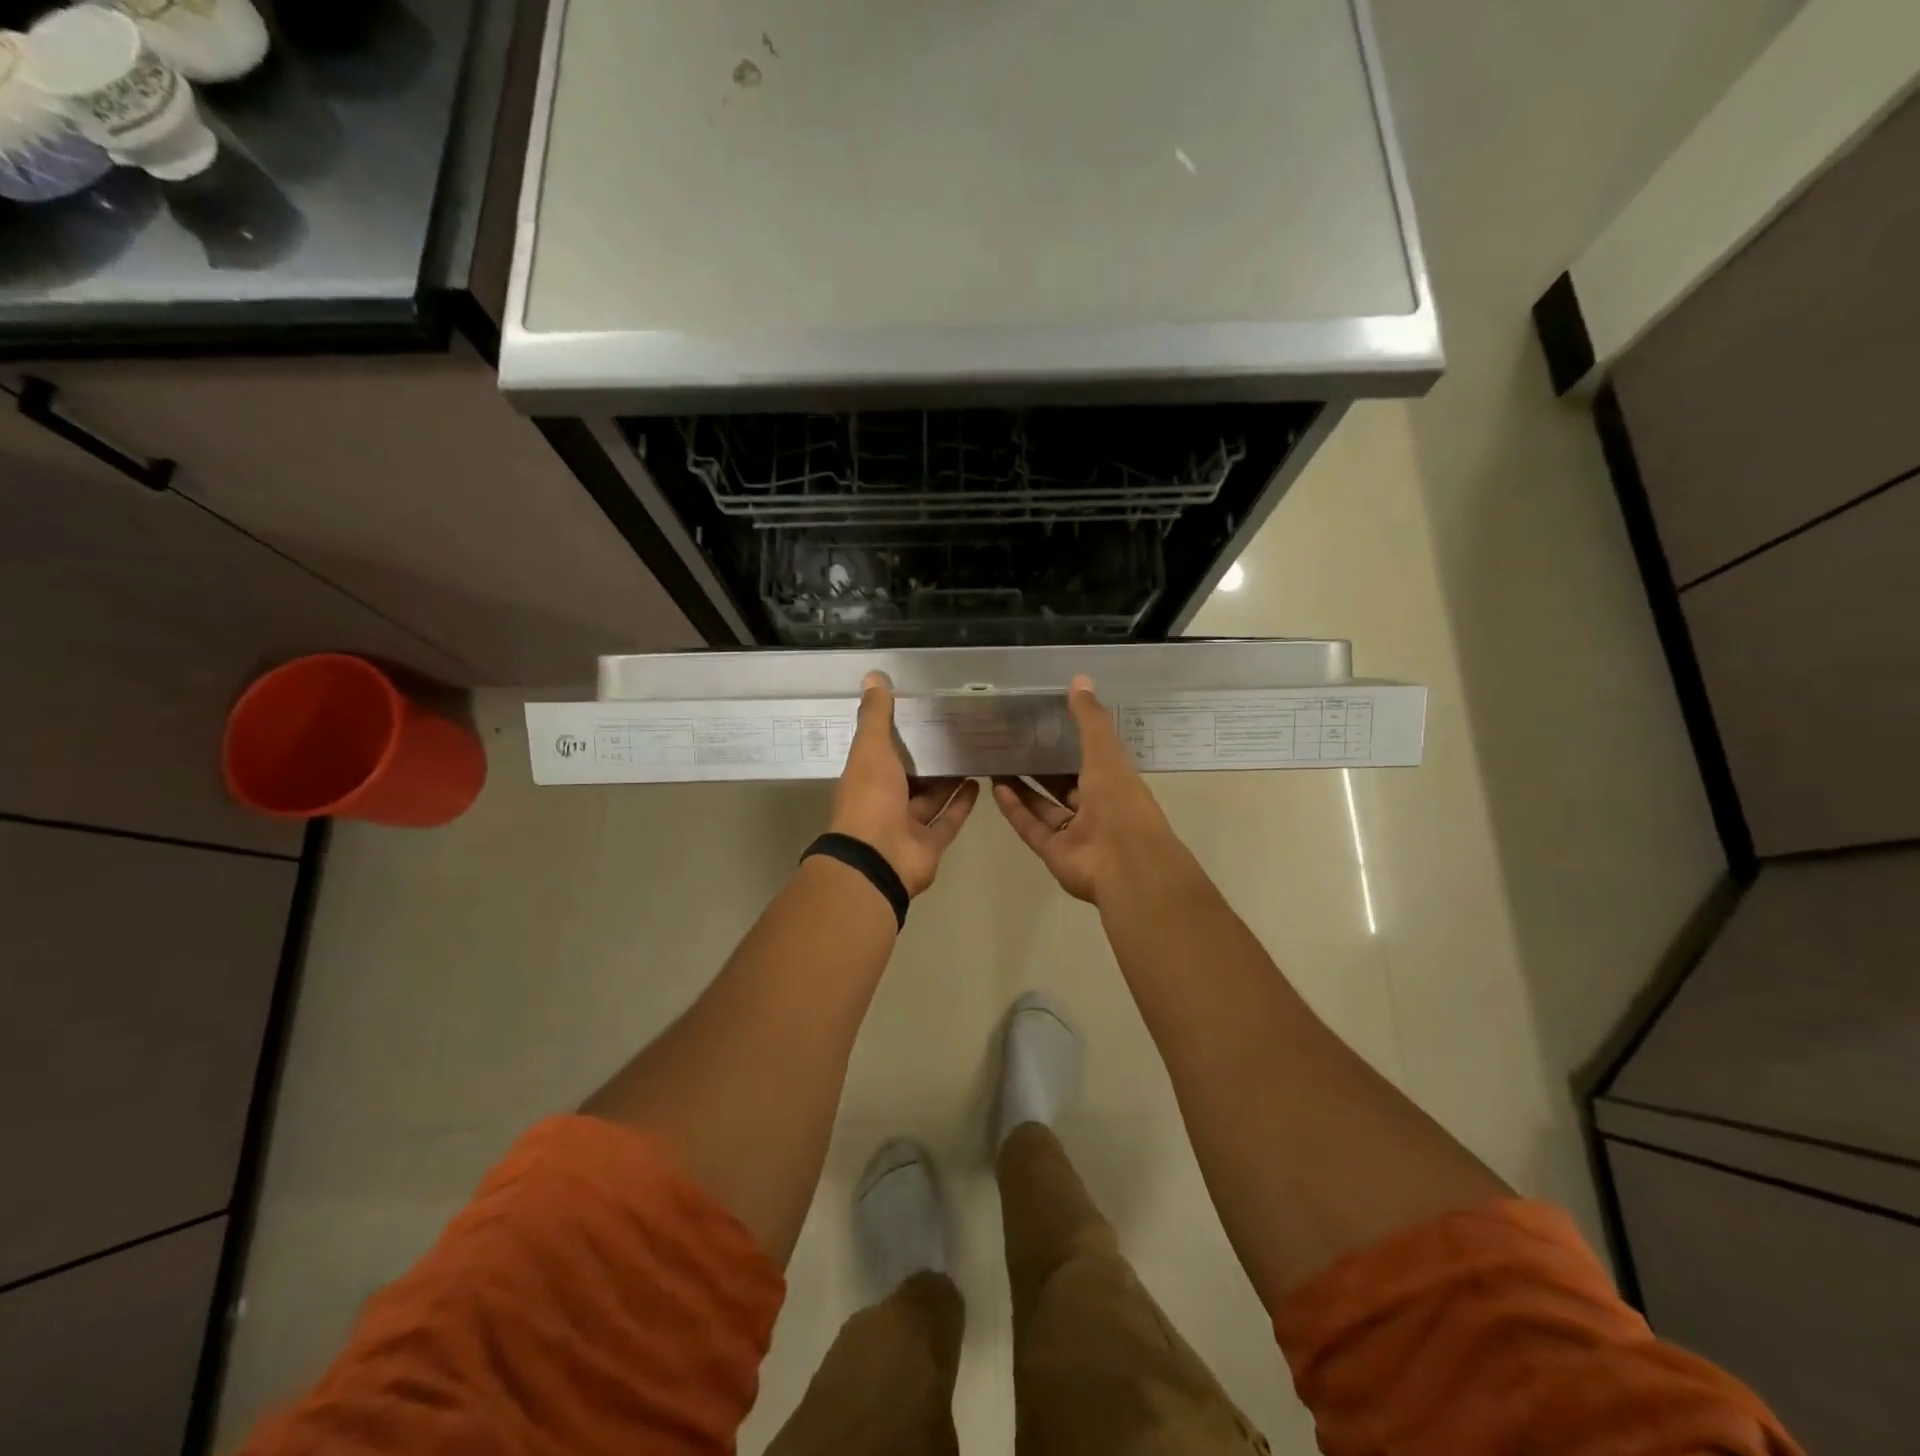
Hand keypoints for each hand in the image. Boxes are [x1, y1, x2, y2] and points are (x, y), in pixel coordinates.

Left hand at [830, 672, 979, 896]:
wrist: (878, 859)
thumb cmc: (870, 798)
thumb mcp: (871, 749)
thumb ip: (875, 716)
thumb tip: (872, 677)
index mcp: (865, 779)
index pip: (881, 753)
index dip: (897, 736)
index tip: (921, 714)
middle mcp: (884, 802)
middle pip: (909, 778)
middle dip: (927, 759)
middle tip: (954, 733)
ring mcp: (907, 826)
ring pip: (931, 799)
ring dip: (948, 781)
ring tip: (971, 754)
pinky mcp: (930, 844)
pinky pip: (947, 821)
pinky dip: (961, 804)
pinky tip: (979, 784)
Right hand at [992, 675, 1185, 905]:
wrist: (1125, 865)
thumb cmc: (1120, 803)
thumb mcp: (1105, 753)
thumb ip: (1090, 719)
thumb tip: (1079, 679)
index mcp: (1114, 782)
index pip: (1091, 758)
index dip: (1070, 741)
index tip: (1045, 722)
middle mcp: (1095, 807)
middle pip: (1064, 784)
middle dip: (1042, 766)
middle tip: (1014, 742)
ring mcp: (1074, 832)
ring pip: (1044, 805)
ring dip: (1023, 786)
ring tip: (997, 762)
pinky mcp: (1053, 852)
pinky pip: (1031, 827)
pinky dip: (1014, 809)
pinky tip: (995, 788)